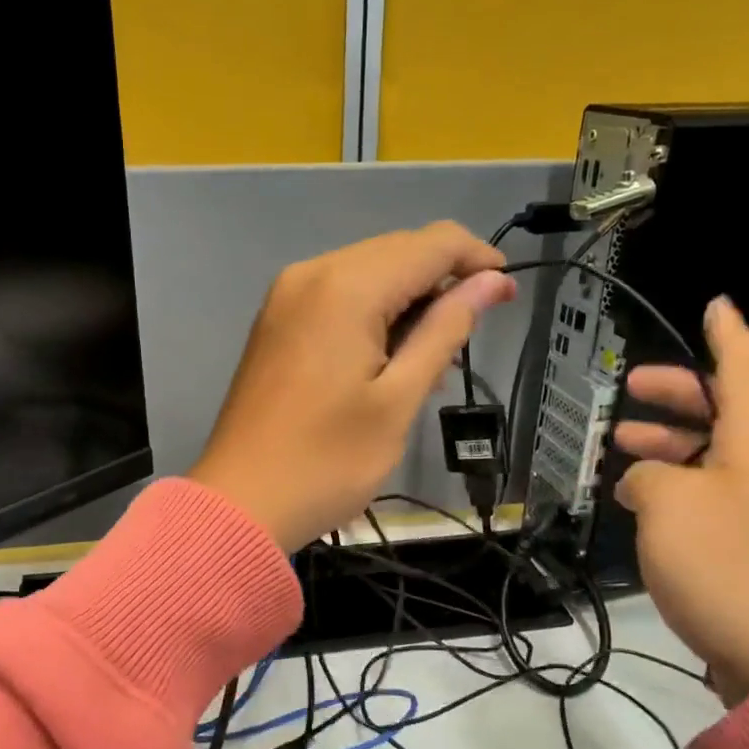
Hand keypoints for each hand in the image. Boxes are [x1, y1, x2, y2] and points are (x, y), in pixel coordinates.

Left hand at [190, 223, 515, 552]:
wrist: (240, 504)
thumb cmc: (327, 461)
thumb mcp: (398, 399)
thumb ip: (445, 330)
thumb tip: (490, 281)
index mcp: (345, 287)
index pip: (429, 243)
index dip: (476, 259)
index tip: (507, 294)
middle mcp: (311, 274)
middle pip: (396, 252)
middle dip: (442, 283)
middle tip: (470, 338)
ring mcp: (286, 297)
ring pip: (367, 274)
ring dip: (408, 303)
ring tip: (433, 363)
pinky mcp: (276, 322)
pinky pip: (338, 298)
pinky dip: (373, 316)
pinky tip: (390, 359)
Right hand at [613, 296, 748, 705]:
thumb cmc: (727, 563)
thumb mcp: (668, 504)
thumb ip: (648, 473)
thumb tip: (648, 479)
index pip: (745, 364)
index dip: (725, 332)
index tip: (714, 304)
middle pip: (726, 408)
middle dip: (677, 394)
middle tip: (631, 388)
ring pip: (715, 454)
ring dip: (670, 444)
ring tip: (620, 447)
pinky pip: (714, 494)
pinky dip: (678, 485)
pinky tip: (641, 501)